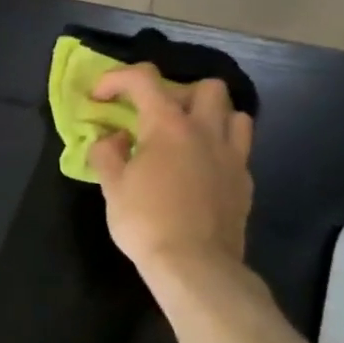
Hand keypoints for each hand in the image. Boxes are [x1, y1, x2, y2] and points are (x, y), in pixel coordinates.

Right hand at [86, 65, 254, 271]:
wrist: (194, 263)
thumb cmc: (145, 222)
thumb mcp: (112, 187)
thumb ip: (107, 153)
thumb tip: (113, 137)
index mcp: (169, 127)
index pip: (144, 80)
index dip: (117, 79)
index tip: (99, 97)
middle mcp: (206, 131)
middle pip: (206, 87)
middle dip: (178, 92)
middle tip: (155, 116)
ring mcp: (232, 156)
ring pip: (234, 113)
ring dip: (210, 116)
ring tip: (187, 136)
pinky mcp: (244, 181)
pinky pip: (238, 148)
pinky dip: (218, 147)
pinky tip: (200, 169)